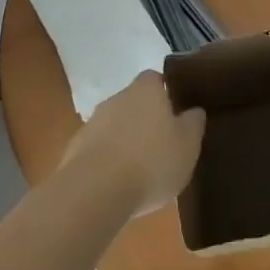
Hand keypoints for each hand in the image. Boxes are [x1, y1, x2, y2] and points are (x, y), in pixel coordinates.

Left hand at [60, 72, 205, 215]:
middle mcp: (117, 98)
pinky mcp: (75, 150)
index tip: (176, 110)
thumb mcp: (188, 145)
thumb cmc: (152, 161)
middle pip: (133, 102)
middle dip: (145, 119)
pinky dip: (107, 161)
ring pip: (114, 126)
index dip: (165, 92)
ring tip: (140, 169)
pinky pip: (98, 150)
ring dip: (125, 140)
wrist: (95, 191)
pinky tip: (117, 185)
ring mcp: (92, 123)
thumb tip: (194, 110)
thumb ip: (193, 123)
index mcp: (146, 90)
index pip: (155, 78)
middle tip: (161, 142)